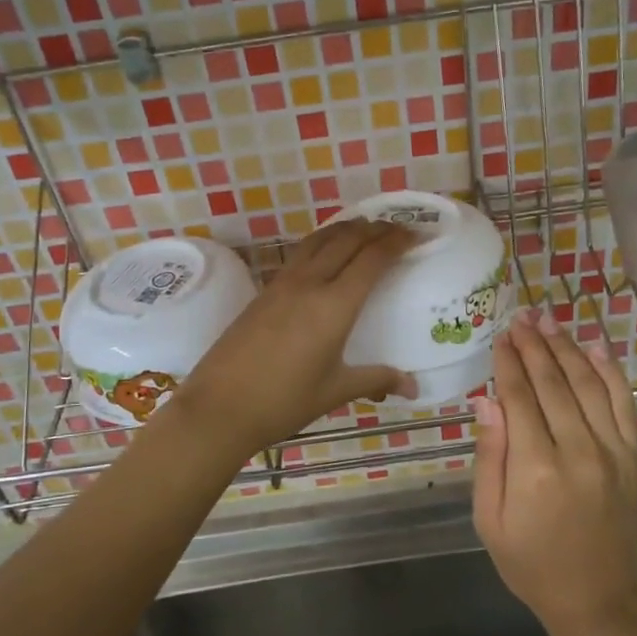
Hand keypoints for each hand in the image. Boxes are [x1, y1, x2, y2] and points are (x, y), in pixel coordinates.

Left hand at [171, 219, 415, 457]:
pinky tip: (325, 255)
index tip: (416, 233)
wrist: (219, 407)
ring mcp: (282, 284)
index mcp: (334, 306)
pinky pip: (300, 254)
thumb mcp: (334, 391)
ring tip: (365, 229)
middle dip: (375, 228)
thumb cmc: (283, 402)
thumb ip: (375, 380)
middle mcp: (309, 284)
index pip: (371, 258)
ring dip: (346, 229)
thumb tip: (413, 386)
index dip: (397, 241)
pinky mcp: (264, 292)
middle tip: (397, 228)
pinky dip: (322, 243)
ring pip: (319, 240)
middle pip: (347, 240)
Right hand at [471, 309, 636, 635]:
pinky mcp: (636, 457)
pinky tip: (595, 347)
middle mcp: (579, 450)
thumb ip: (490, 457)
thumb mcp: (491, 520)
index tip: (500, 337)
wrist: (601, 601)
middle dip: (534, 345)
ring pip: (589, 384)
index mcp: (536, 468)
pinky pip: (624, 403)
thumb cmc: (533, 564)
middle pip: (554, 382)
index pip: (520, 397)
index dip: (508, 363)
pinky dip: (610, 371)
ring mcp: (614, 451)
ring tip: (549, 321)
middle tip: (521, 317)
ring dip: (567, 348)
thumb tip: (487, 401)